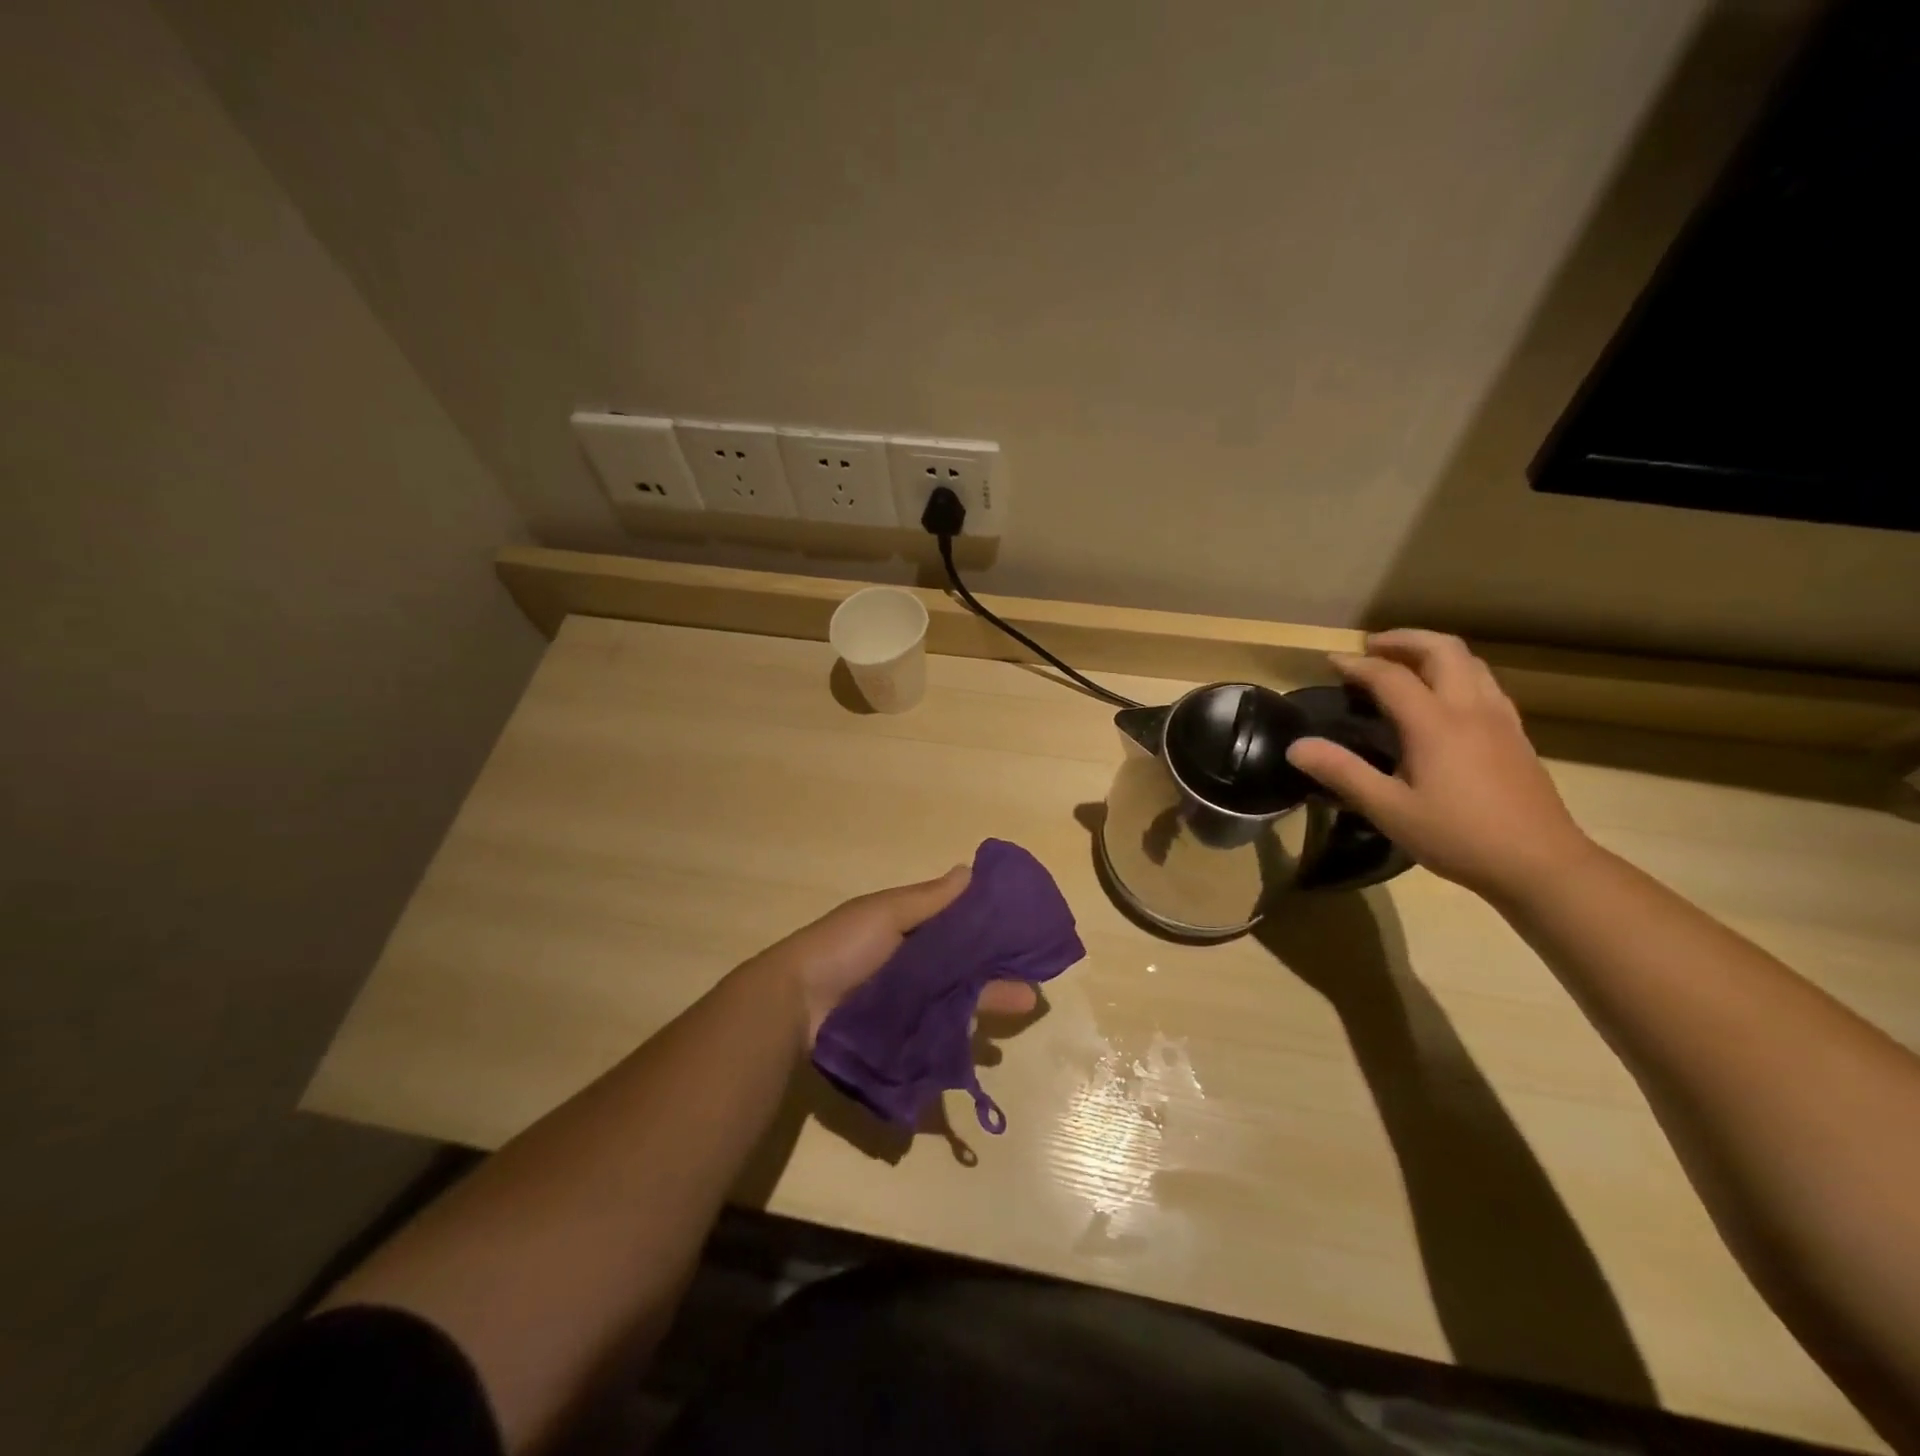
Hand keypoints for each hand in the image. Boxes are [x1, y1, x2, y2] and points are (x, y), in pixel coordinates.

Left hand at [748, 866, 1040, 1043]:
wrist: (795, 1007)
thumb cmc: (843, 948)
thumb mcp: (886, 914)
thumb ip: (929, 899)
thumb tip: (971, 870)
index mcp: (908, 929)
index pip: (958, 925)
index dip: (989, 927)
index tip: (1023, 930)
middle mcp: (911, 964)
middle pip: (964, 966)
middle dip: (998, 971)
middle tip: (1034, 981)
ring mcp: (907, 1002)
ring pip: (957, 998)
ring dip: (989, 1000)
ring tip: (1024, 1005)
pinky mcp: (902, 1034)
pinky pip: (939, 1030)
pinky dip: (963, 1030)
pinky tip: (988, 1036)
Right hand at [1284, 630, 1594, 899]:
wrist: (1541, 863)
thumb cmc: (1458, 837)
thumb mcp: (1389, 810)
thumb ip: (1342, 773)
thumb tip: (1296, 746)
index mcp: (1435, 724)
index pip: (1391, 677)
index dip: (1357, 665)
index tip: (1331, 662)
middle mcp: (1470, 708)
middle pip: (1441, 649)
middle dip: (1403, 640)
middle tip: (1371, 648)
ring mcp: (1500, 718)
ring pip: (1470, 661)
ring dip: (1432, 651)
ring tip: (1404, 663)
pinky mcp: (1516, 733)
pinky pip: (1484, 682)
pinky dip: (1456, 671)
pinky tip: (1443, 697)